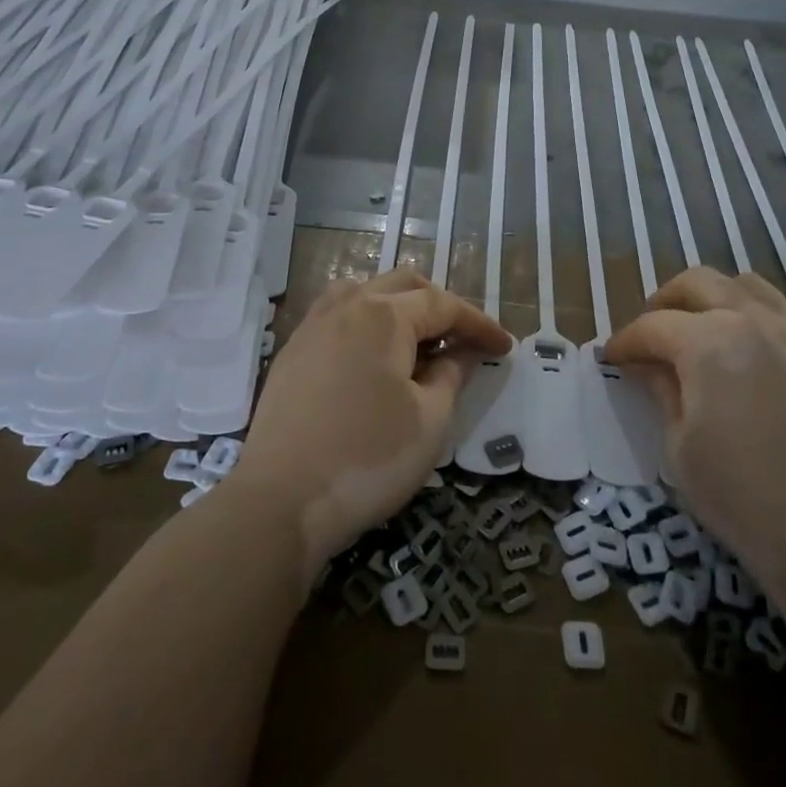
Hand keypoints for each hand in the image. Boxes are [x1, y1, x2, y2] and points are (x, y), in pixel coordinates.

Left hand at [229, 268, 510, 584]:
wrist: (280, 501)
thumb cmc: (368, 459)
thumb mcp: (429, 420)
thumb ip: (452, 374)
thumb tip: (463, 351)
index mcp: (384, 314)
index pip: (444, 305)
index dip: (479, 324)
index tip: (505, 347)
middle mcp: (346, 305)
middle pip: (404, 285)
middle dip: (441, 307)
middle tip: (464, 342)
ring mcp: (313, 325)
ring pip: (366, 292)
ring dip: (400, 307)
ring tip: (418, 342)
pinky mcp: (293, 351)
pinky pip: (338, 315)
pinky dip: (367, 321)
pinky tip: (373, 356)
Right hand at [602, 268, 785, 602]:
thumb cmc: (741, 498)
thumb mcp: (679, 447)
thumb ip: (662, 391)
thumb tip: (647, 365)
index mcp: (709, 343)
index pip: (653, 326)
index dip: (624, 341)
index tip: (611, 358)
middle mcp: (754, 321)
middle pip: (697, 284)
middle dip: (663, 303)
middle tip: (650, 337)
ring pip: (745, 285)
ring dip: (711, 298)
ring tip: (698, 331)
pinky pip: (783, 311)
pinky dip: (753, 314)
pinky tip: (747, 349)